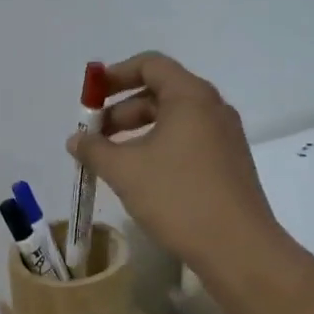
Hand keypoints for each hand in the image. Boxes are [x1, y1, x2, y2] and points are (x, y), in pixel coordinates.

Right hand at [68, 51, 283, 274]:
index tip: (91, 97)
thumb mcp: (125, 171)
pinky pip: (188, 141)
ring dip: (139, 132)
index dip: (116, 75)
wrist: (238, 248)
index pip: (151, 65)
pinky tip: (142, 177)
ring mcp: (225, 137)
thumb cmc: (178, 197)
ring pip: (174, 120)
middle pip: (161, 92)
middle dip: (122, 110)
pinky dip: (160, 147)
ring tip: (112, 160)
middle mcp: (212, 109)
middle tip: (95, 136)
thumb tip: (75, 139)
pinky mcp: (229, 164)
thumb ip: (94, 149)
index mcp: (191, 97)